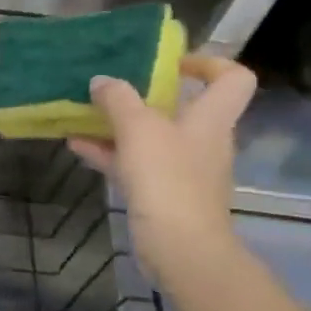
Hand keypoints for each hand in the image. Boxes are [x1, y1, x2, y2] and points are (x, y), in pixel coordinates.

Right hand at [68, 55, 257, 278]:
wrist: (180, 247)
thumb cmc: (167, 177)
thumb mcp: (138, 128)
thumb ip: (118, 99)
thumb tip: (102, 80)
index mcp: (212, 117)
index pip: (232, 78)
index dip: (209, 63)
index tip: (172, 63)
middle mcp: (204, 140)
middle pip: (184, 108)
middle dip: (147, 96)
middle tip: (115, 88)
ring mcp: (184, 170)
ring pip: (153, 137)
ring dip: (121, 126)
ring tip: (85, 115)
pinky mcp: (163, 194)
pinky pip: (136, 164)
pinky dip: (111, 153)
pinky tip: (77, 147)